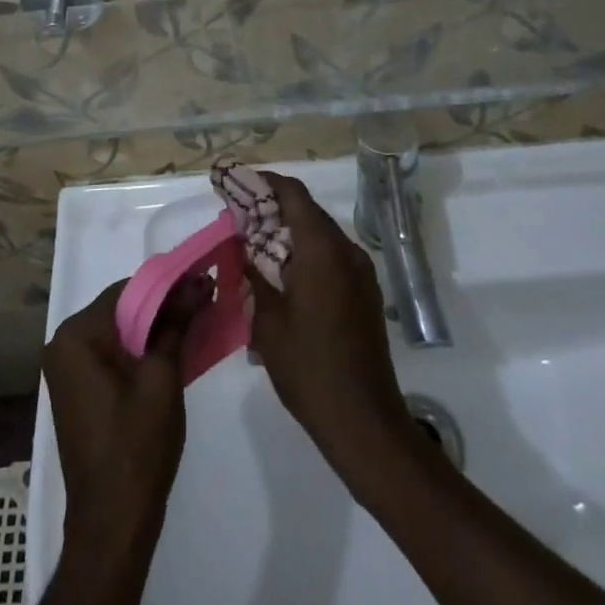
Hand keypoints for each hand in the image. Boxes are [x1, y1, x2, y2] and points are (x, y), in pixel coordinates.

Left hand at [43, 279, 203, 539]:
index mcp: (76, 336)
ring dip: (154, 327)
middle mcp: (63, 344)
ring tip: (195, 320)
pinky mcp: (78, 389)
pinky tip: (172, 349)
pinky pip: (112, 353)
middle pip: (122, 308)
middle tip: (204, 300)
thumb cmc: (136, 447)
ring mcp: (68, 369)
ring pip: (118, 331)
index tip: (202, 282)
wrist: (113, 525)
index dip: (167, 285)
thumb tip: (199, 283)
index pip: (127, 290)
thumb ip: (176, 323)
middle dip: (163, 305)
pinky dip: (140, 349)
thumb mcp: (162, 378)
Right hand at [247, 175, 416, 472]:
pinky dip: (307, 254)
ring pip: (320, 234)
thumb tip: (242, 244)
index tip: (238, 184)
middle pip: (307, 211)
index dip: (265, 182)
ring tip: (256, 248)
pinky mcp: (366, 293)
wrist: (365, 422)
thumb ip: (253, 273)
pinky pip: (332, 257)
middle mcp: (347, 251)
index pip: (293, 194)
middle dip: (273, 208)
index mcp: (322, 250)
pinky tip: (284, 278)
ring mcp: (361, 273)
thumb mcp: (267, 321)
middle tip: (239, 219)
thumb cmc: (309, 369)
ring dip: (290, 233)